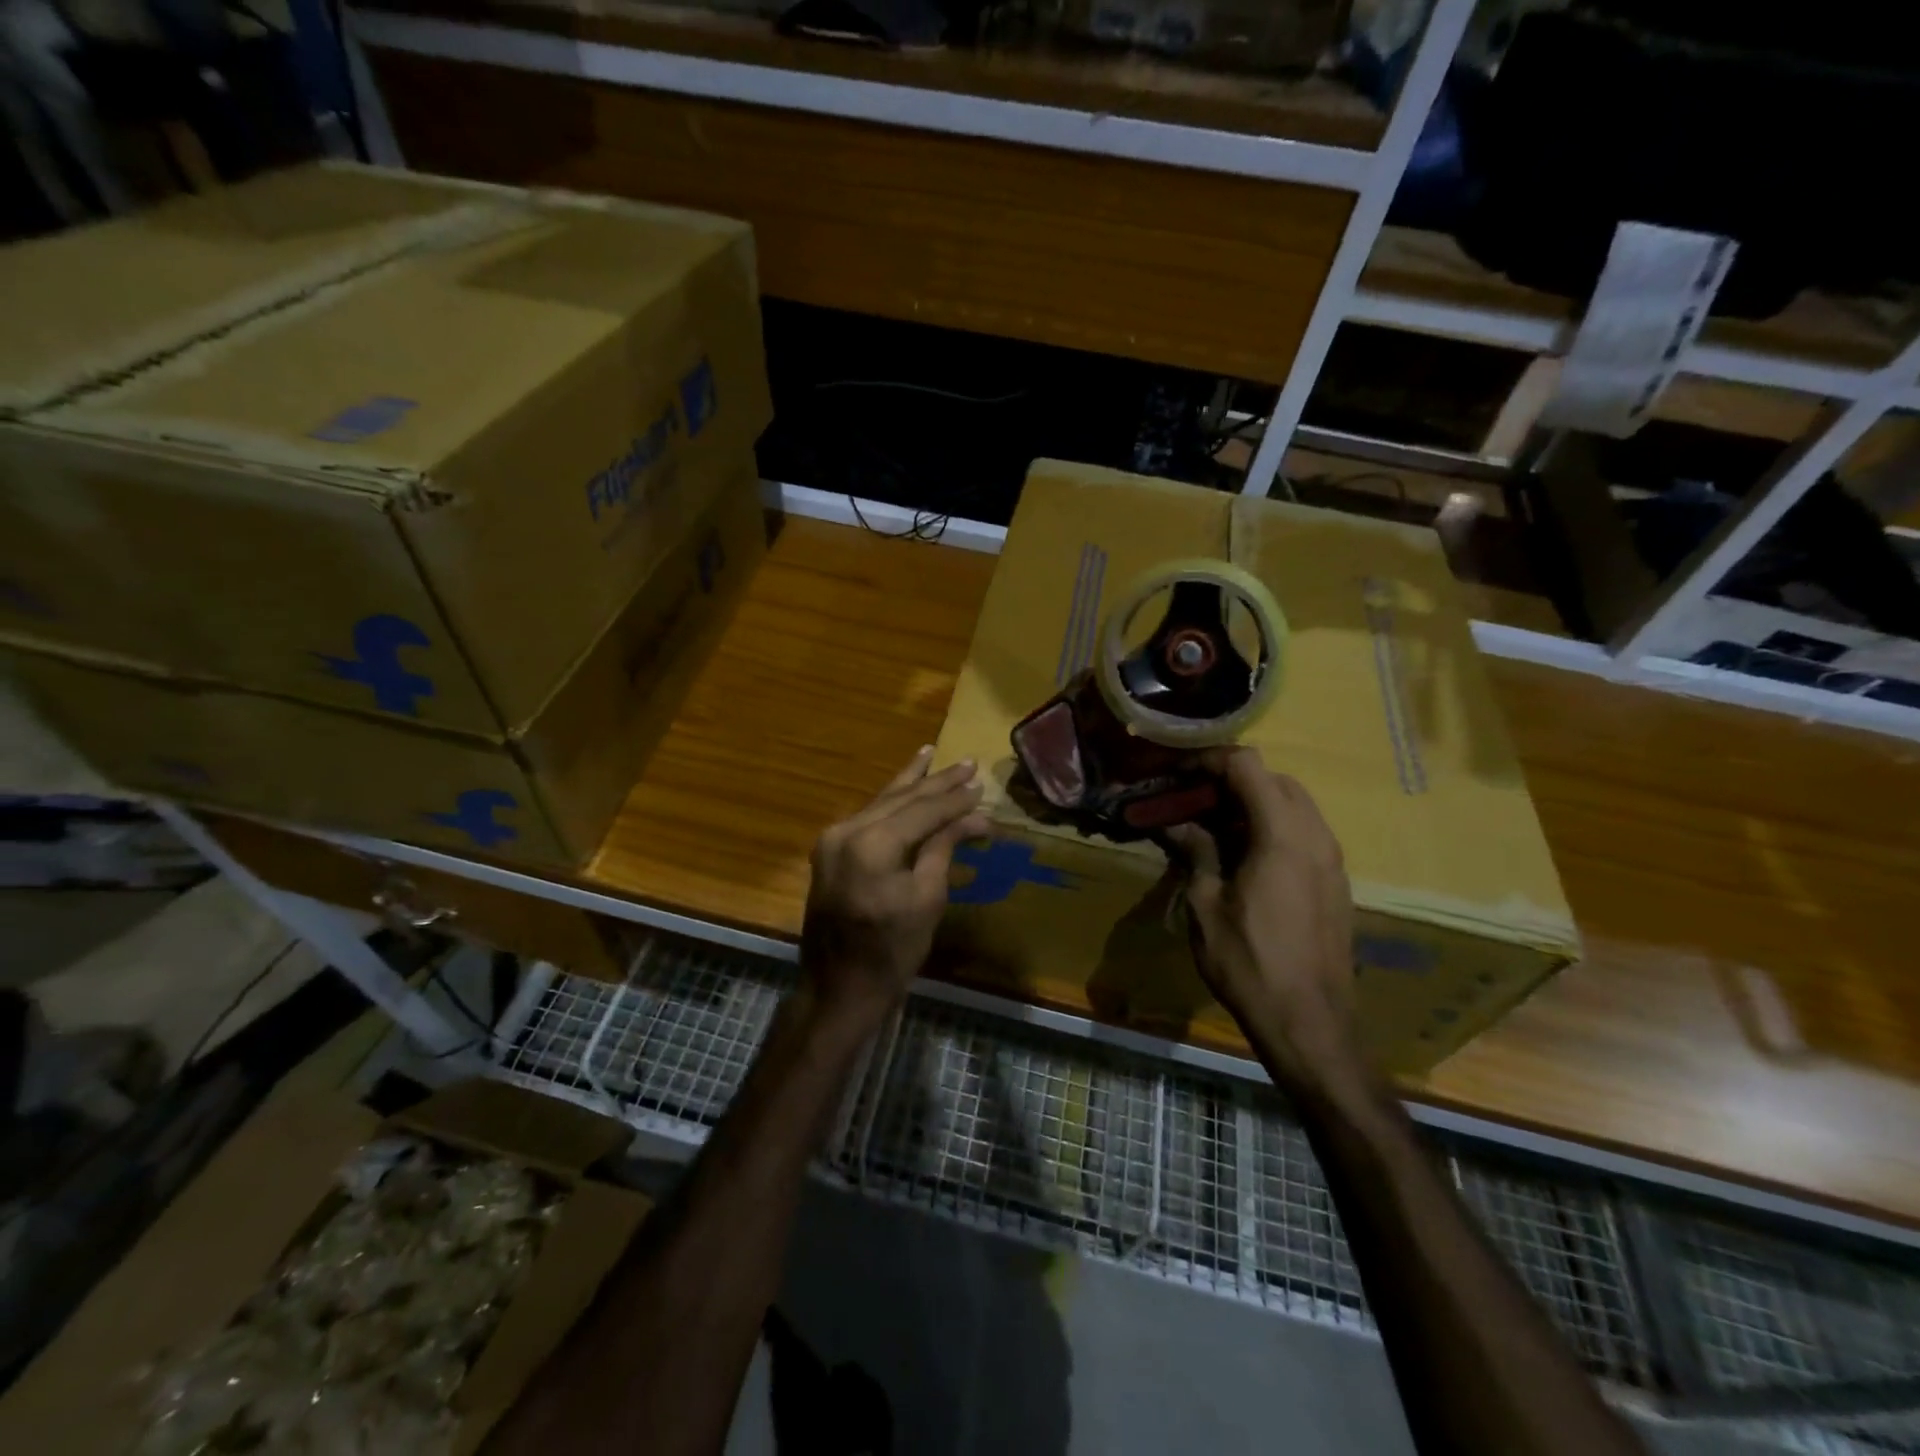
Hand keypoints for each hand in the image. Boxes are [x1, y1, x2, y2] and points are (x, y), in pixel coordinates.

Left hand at [800, 746, 988, 1033]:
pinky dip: (891, 802)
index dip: (956, 799)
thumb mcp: (927, 898)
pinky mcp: (831, 850)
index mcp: (871, 844)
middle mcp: (847, 830)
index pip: (923, 810)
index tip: (983, 784)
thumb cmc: (891, 952)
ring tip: (933, 755)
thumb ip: (945, 847)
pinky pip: (868, 817)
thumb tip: (977, 816)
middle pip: (901, 799)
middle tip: (968, 764)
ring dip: (912, 783)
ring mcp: (833, 838)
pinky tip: (904, 783)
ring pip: (882, 803)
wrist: (838, 989)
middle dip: (937, 783)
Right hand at [1164, 747, 1362, 1095]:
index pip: (1248, 766)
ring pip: (1294, 804)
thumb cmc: (1249, 962)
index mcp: (1282, 835)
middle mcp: (1315, 836)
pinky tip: (1244, 857)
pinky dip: (1272, 827)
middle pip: (1275, 779)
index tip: (1178, 775)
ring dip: (1253, 803)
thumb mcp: (1206, 905)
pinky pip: (1305, 832)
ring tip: (1215, 828)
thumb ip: (1197, 852)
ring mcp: (1332, 859)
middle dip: (1231, 780)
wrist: (1310, 1022)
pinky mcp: (1336, 881)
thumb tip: (1178, 824)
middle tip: (1194, 802)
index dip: (1209, 761)